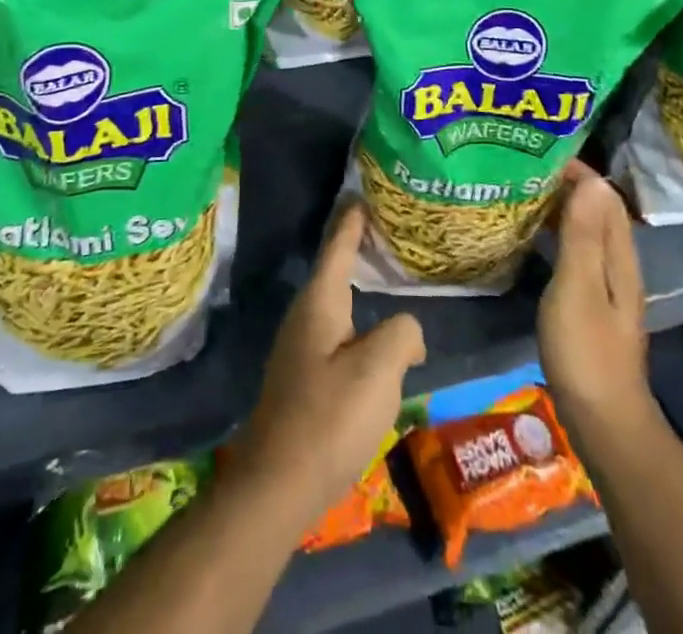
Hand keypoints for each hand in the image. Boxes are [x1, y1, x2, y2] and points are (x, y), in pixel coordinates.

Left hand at [232, 203, 426, 534]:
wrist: (276, 487)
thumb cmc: (328, 418)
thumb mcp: (378, 370)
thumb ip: (402, 335)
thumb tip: (406, 333)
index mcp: (320, 303)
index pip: (338, 247)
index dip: (352, 221)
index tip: (361, 195)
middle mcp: (305, 317)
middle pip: (335, 272)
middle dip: (357, 251)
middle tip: (386, 233)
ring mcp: (300, 350)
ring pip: (337, 307)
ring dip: (360, 292)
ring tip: (388, 286)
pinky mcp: (303, 380)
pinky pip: (337, 336)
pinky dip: (359, 326)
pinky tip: (377, 344)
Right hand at [539, 165, 657, 440]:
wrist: (604, 423)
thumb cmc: (586, 352)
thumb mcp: (578, 288)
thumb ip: (583, 236)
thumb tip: (592, 180)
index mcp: (618, 257)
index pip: (604, 197)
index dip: (578, 172)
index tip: (540, 152)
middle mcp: (617, 265)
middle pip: (597, 211)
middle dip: (567, 185)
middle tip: (524, 167)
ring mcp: (605, 287)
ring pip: (585, 232)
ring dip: (560, 208)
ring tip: (522, 192)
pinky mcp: (591, 305)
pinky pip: (575, 252)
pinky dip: (555, 235)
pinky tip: (531, 238)